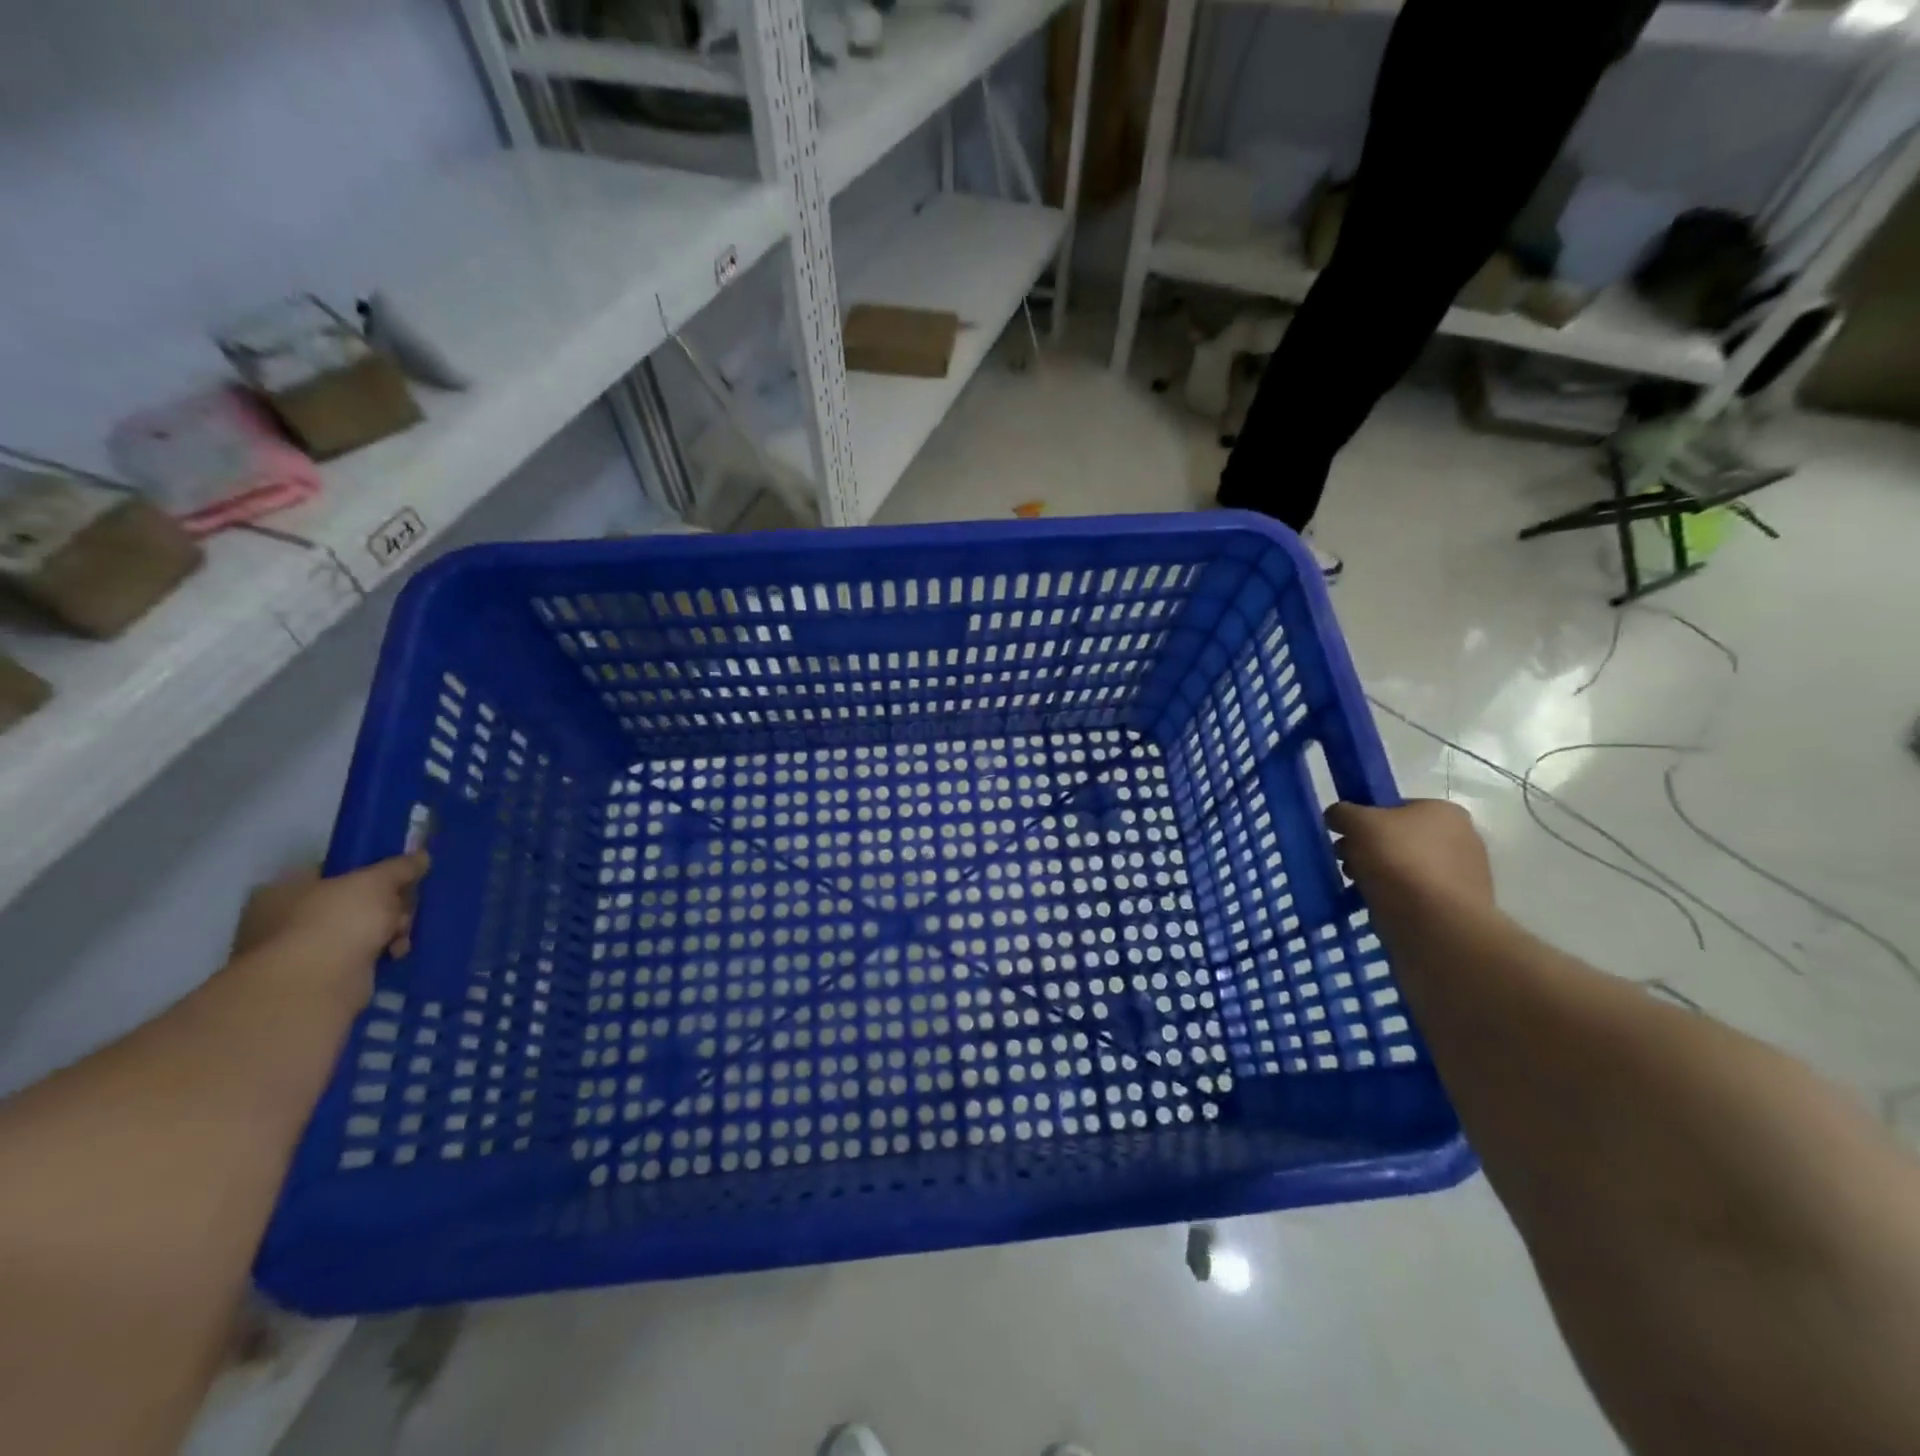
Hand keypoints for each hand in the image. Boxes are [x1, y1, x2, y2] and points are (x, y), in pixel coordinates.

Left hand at [231, 854, 428, 999]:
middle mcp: (281, 920)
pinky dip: (378, 954)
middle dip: (385, 906)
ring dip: (386, 931)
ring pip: (357, 931)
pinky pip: (358, 957)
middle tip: (403, 911)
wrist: (317, 985)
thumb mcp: (377, 881)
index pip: (332, 873)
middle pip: (350, 903)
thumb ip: (400, 867)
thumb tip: (421, 855)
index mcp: (282, 890)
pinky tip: (395, 954)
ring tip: (401, 937)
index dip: (369, 873)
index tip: (398, 879)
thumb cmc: (337, 920)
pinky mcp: (316, 980)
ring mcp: (296, 953)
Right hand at [1325, 799, 1492, 919]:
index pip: (1394, 807)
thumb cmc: (1397, 862)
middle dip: (1368, 850)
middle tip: (1347, 864)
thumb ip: (1343, 812)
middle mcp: (1462, 837)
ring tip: (1360, 888)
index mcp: (1443, 811)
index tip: (1345, 838)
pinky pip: (1417, 894)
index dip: (1364, 820)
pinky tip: (1381, 905)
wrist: (1435, 925)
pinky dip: (1397, 898)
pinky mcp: (1460, 906)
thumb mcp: (1357, 823)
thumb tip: (1338, 817)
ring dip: (1379, 875)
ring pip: (1406, 867)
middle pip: (1399, 838)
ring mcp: (1465, 874)